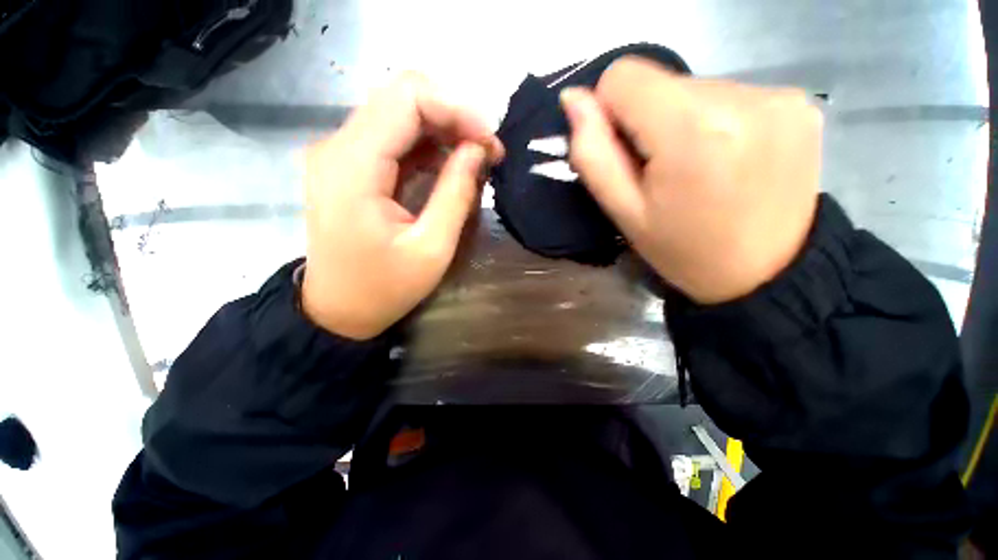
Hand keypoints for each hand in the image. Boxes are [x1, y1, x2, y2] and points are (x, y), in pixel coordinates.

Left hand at [302, 73, 503, 338]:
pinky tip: (451, 167)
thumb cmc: (384, 288)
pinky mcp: (350, 166)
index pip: (407, 98)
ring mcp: (341, 154)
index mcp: (354, 165)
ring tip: (476, 159)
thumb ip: (456, 194)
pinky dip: (428, 145)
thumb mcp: (432, 248)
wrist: (338, 310)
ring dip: (444, 130)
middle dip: (454, 117)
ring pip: (400, 114)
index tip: (490, 142)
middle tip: (488, 152)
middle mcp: (338, 146)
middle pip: (402, 97)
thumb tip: (479, 150)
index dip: (457, 109)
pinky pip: (394, 138)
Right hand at [560, 57, 821, 303]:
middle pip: (661, 82)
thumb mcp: (624, 212)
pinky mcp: (799, 101)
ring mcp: (779, 95)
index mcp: (692, 131)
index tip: (624, 150)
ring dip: (683, 122)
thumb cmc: (682, 250)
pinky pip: (731, 94)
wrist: (767, 274)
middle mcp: (742, 97)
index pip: (624, 75)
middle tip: (663, 171)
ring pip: (695, 86)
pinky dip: (716, 121)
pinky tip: (727, 158)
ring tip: (697, 168)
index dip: (610, 111)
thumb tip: (573, 98)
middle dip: (649, 121)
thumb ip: (593, 153)